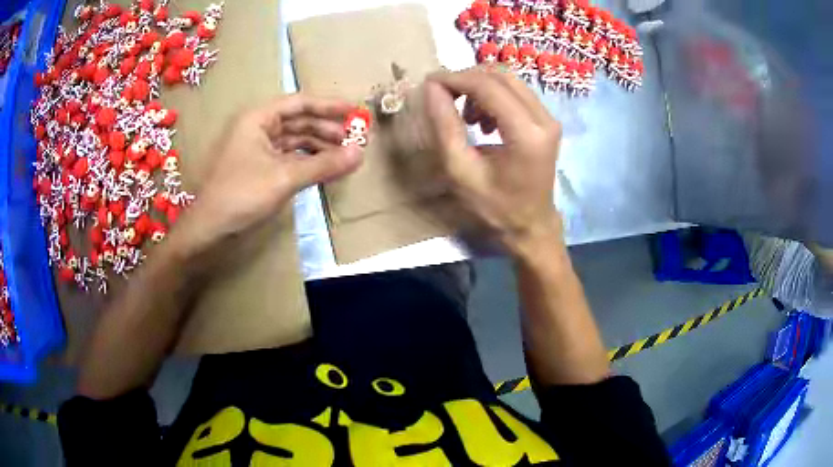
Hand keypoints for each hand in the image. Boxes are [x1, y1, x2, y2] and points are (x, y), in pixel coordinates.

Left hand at [176, 94, 363, 256]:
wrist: (208, 230)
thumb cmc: (240, 195)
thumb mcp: (284, 178)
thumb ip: (323, 164)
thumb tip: (360, 154)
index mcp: (258, 118)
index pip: (300, 103)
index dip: (329, 106)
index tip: (356, 111)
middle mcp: (258, 128)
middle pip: (299, 121)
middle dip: (327, 130)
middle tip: (356, 140)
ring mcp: (257, 149)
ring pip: (295, 141)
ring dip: (320, 147)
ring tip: (346, 157)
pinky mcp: (258, 168)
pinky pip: (288, 158)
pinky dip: (307, 162)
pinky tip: (325, 169)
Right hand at [424, 67, 562, 254]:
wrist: (531, 225)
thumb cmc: (495, 206)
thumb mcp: (460, 171)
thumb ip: (445, 126)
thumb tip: (432, 88)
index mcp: (526, 134)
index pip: (487, 86)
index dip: (455, 78)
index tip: (429, 84)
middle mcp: (544, 119)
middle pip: (500, 75)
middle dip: (466, 79)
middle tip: (443, 96)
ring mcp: (549, 118)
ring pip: (509, 80)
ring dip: (479, 87)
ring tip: (465, 115)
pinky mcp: (547, 120)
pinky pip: (516, 92)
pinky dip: (493, 95)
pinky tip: (482, 120)